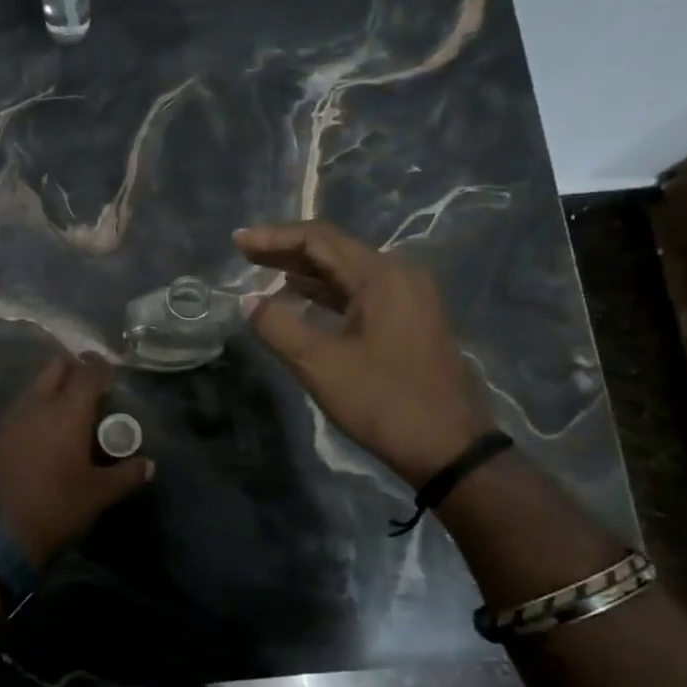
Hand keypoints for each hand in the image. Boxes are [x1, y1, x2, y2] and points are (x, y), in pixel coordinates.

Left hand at [0, 353, 154, 567]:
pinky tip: (45, 430)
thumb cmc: (57, 505)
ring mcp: (14, 415)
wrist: (0, 530)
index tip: (110, 373)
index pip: (87, 371)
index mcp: (68, 411)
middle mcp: (39, 403)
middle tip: (90, 390)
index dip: (101, 367)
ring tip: (68, 411)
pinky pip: (22, 404)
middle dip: (74, 369)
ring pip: (36, 383)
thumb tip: (149, 465)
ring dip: (53, 386)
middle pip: (56, 366)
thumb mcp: (100, 494)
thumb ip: (127, 474)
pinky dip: (36, 406)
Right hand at [235, 220, 492, 486]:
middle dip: (286, 251)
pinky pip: (359, 293)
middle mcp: (398, 277)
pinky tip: (299, 299)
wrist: (449, 448)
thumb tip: (249, 301)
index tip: (237, 242)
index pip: (319, 239)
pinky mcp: (408, 321)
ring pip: (346, 272)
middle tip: (245, 253)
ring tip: (264, 273)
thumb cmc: (383, 401)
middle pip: (334, 250)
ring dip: (304, 272)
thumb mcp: (320, 365)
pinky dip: (325, 292)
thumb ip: (277, 326)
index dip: (274, 237)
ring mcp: (408, 299)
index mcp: (381, 277)